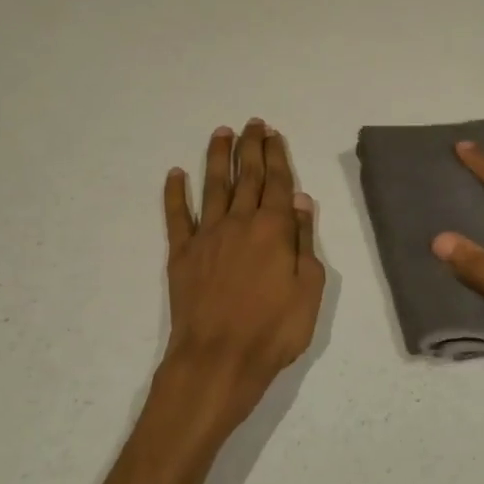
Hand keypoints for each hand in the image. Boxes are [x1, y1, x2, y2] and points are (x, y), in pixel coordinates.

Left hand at [158, 120, 324, 435]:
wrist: (218, 359)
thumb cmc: (274, 330)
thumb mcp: (309, 290)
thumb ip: (303, 241)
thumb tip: (300, 201)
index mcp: (273, 230)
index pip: (277, 183)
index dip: (276, 156)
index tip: (272, 134)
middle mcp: (239, 223)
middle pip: (246, 177)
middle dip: (250, 148)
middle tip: (251, 124)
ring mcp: (207, 236)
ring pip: (213, 187)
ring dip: (217, 158)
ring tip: (221, 133)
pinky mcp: (182, 255)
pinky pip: (176, 216)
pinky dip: (175, 193)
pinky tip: (175, 174)